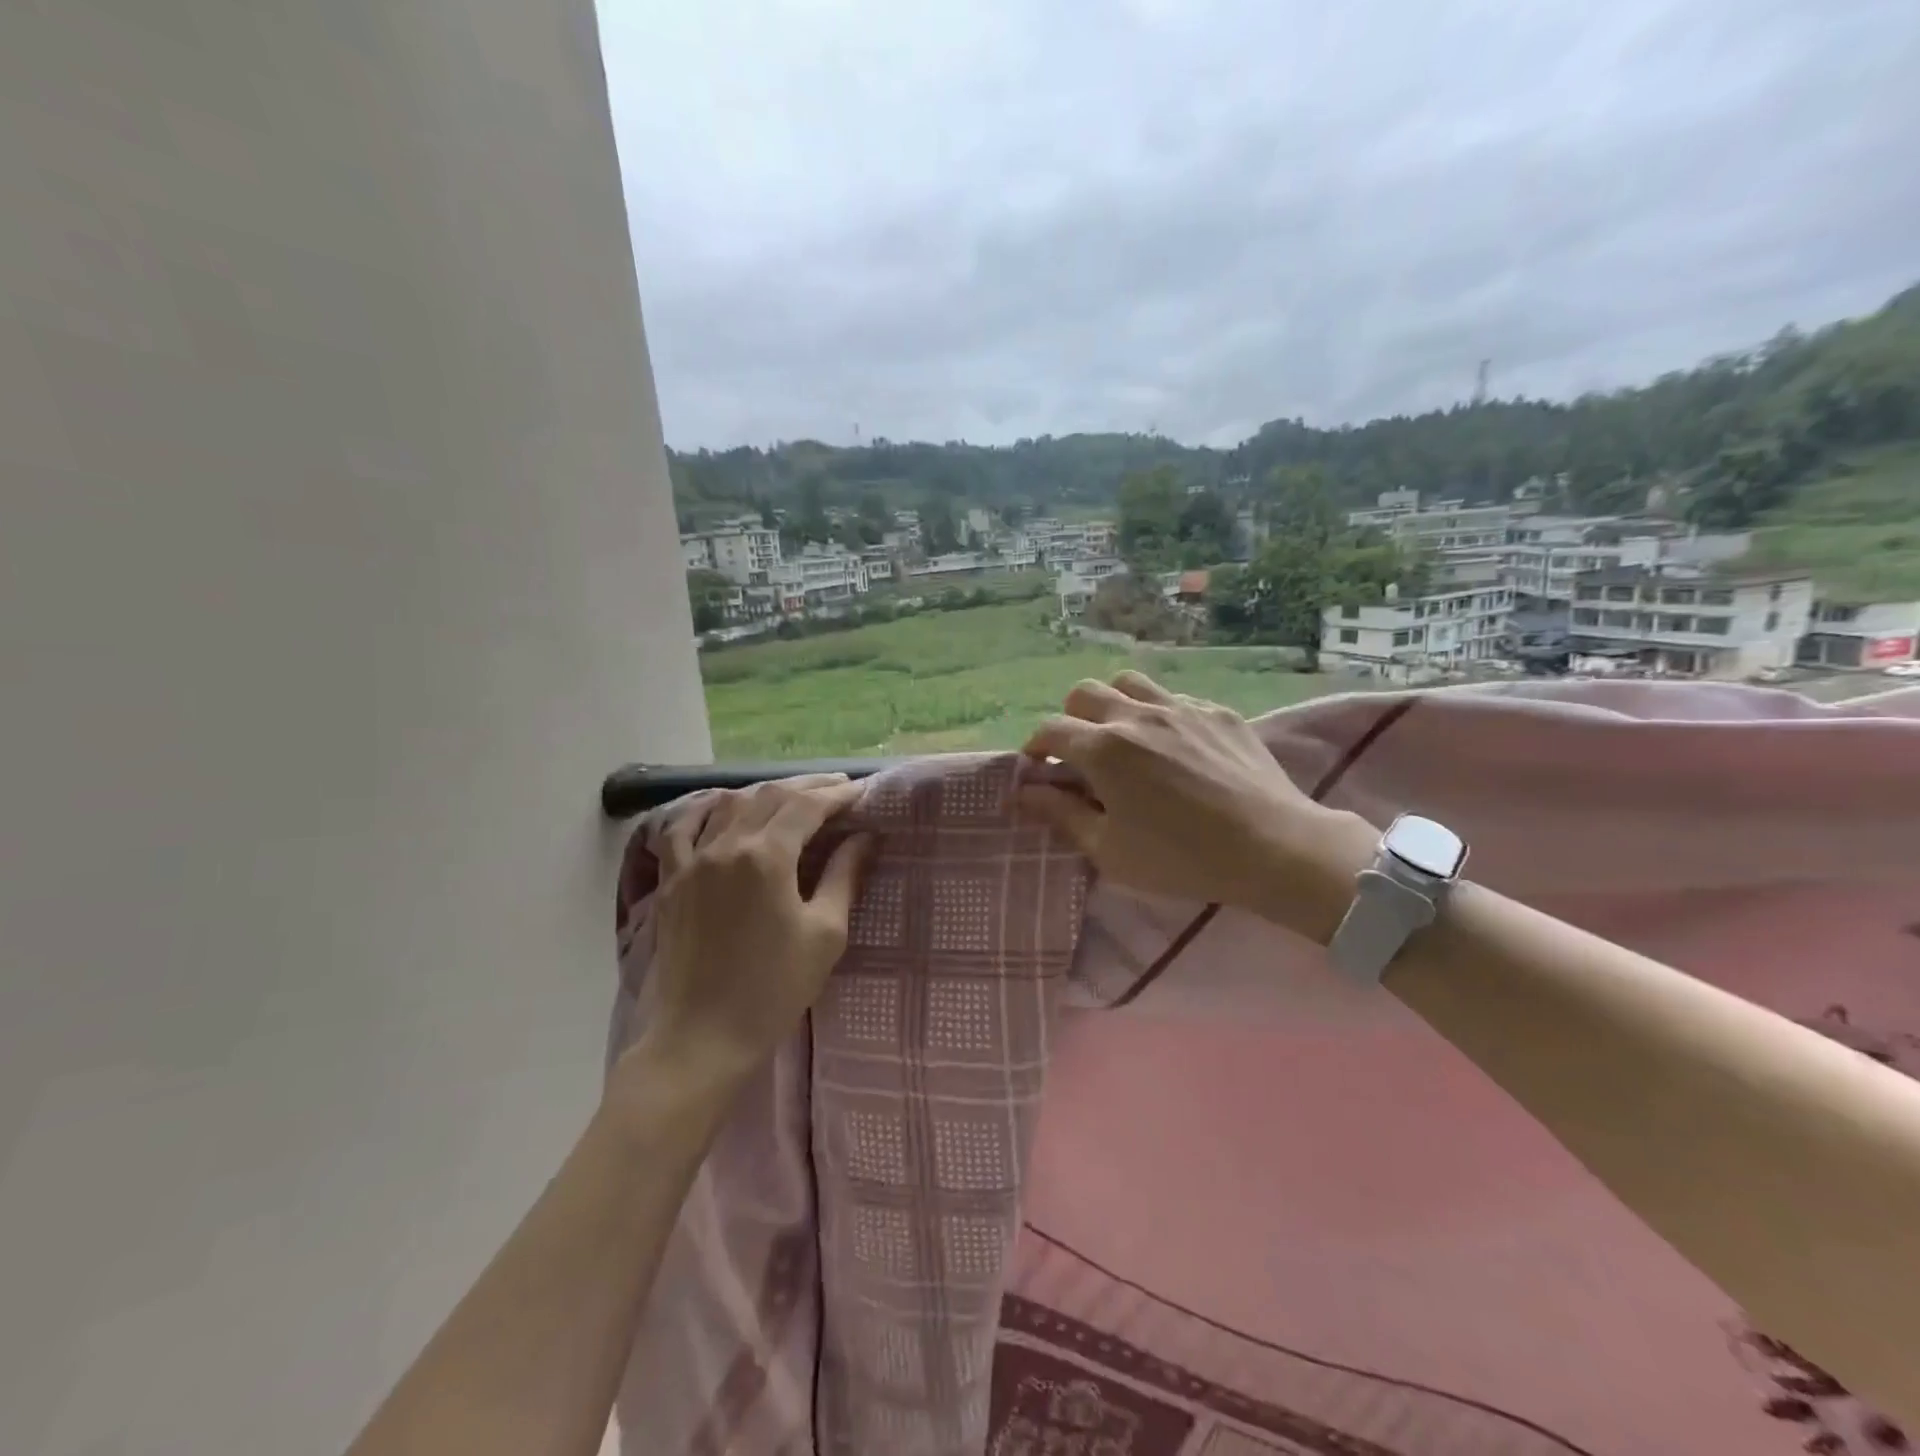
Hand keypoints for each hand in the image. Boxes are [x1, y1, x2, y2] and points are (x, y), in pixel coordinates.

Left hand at [628, 775, 874, 1094]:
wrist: (703, 1037)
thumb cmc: (774, 989)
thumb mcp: (825, 934)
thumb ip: (844, 877)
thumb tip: (864, 838)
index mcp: (766, 857)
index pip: (806, 806)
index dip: (836, 794)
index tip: (861, 791)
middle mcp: (725, 846)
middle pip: (769, 796)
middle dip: (806, 786)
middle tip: (836, 787)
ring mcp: (691, 862)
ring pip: (729, 805)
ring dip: (764, 793)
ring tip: (792, 795)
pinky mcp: (671, 882)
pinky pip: (681, 830)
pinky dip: (703, 810)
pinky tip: (719, 806)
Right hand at [1018, 672, 1376, 940]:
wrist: (1272, 847)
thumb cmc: (1180, 858)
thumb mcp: (1109, 850)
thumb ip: (1061, 814)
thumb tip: (1023, 792)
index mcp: (1103, 749)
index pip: (1051, 729)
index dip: (1036, 746)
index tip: (1038, 767)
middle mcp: (1136, 715)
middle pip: (1085, 693)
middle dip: (1071, 718)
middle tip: (1080, 752)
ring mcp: (1180, 707)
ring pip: (1129, 682)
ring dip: (1114, 703)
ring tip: (1123, 735)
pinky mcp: (1217, 712)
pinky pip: (1175, 698)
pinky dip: (1160, 714)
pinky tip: (1175, 746)